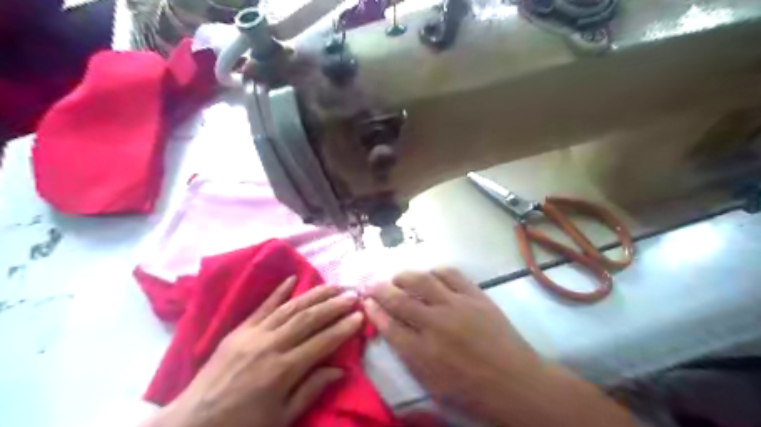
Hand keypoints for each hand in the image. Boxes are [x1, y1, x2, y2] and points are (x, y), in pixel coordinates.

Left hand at [151, 277, 363, 426]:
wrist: (192, 424)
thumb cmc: (242, 425)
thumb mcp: (282, 418)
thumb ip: (312, 390)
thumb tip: (341, 369)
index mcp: (283, 371)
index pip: (322, 342)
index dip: (343, 328)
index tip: (360, 316)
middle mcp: (270, 346)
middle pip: (309, 318)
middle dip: (334, 305)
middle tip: (353, 295)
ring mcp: (253, 334)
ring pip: (290, 307)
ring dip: (315, 294)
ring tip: (333, 286)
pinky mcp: (238, 330)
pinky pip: (262, 306)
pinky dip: (279, 292)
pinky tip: (293, 279)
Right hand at [360, 268, 532, 421]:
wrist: (516, 383)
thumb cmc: (472, 391)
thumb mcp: (432, 384)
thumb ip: (409, 356)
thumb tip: (392, 330)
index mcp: (422, 353)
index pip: (388, 325)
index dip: (373, 311)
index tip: (365, 301)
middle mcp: (435, 324)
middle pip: (399, 299)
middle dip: (380, 289)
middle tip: (373, 283)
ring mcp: (456, 306)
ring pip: (422, 280)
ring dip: (405, 276)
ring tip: (398, 277)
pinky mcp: (475, 296)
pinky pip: (451, 274)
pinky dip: (436, 271)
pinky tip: (431, 275)